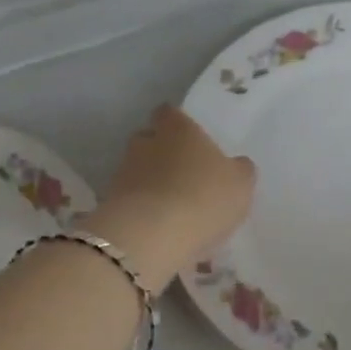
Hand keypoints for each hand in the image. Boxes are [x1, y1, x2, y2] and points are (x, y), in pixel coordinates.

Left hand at [89, 106, 256, 281]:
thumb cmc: (203, 197)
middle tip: (183, 173)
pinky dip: (141, 209)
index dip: (178, 123)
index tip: (190, 138)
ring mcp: (123, 172)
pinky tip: (159, 228)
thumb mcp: (240, 184)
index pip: (169, 112)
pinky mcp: (110, 203)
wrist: (150, 236)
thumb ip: (239, 170)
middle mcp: (145, 142)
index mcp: (177, 128)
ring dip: (150, 183)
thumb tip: (237, 164)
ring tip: (171, 206)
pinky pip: (130, 200)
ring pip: (137, 170)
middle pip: (149, 139)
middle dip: (161, 153)